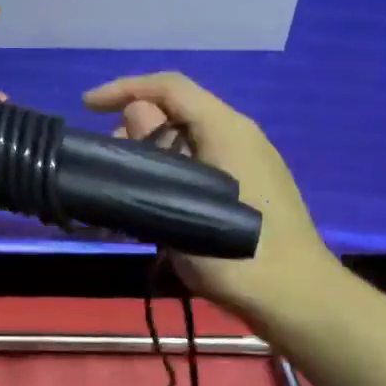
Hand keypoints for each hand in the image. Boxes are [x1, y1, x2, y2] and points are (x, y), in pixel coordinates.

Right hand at [83, 73, 343, 325]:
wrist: (298, 298)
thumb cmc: (235, 252)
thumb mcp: (182, 202)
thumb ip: (155, 152)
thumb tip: (135, 113)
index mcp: (226, 128)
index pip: (169, 86)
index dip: (125, 87)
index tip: (88, 106)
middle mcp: (239, 133)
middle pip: (178, 108)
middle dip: (135, 123)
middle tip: (107, 158)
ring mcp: (248, 157)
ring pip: (188, 134)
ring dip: (152, 148)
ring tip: (125, 182)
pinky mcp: (250, 181)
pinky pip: (201, 155)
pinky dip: (171, 164)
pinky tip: (155, 196)